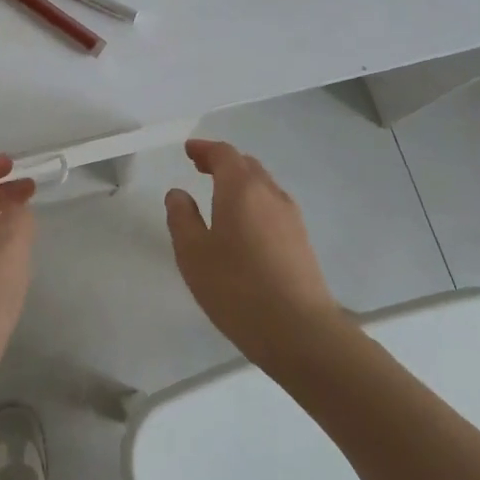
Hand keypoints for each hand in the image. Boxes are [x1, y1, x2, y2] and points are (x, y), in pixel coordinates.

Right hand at [165, 139, 343, 370]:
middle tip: (201, 168)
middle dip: (223, 162)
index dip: (205, 149)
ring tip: (220, 197)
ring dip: (240, 183)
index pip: (224, 154)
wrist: (300, 331)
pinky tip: (244, 227)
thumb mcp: (193, 253)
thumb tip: (178, 193)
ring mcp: (291, 217)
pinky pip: (273, 207)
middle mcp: (270, 194)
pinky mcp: (302, 241)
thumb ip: (181, 218)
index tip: (189, 151)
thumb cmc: (237, 287)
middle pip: (247, 165)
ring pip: (263, 186)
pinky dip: (254, 203)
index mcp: (241, 188)